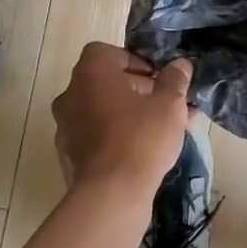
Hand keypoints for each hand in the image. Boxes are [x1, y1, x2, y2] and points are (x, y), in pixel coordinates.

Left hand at [52, 43, 193, 197]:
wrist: (111, 194)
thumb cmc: (141, 138)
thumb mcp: (169, 104)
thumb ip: (174, 81)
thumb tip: (180, 65)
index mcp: (90, 74)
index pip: (106, 52)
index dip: (134, 61)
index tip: (157, 77)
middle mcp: (71, 95)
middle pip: (105, 82)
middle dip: (138, 90)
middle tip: (167, 104)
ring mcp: (66, 127)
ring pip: (103, 111)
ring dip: (130, 114)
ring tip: (164, 130)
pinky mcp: (69, 156)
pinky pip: (97, 137)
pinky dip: (117, 137)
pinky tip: (145, 152)